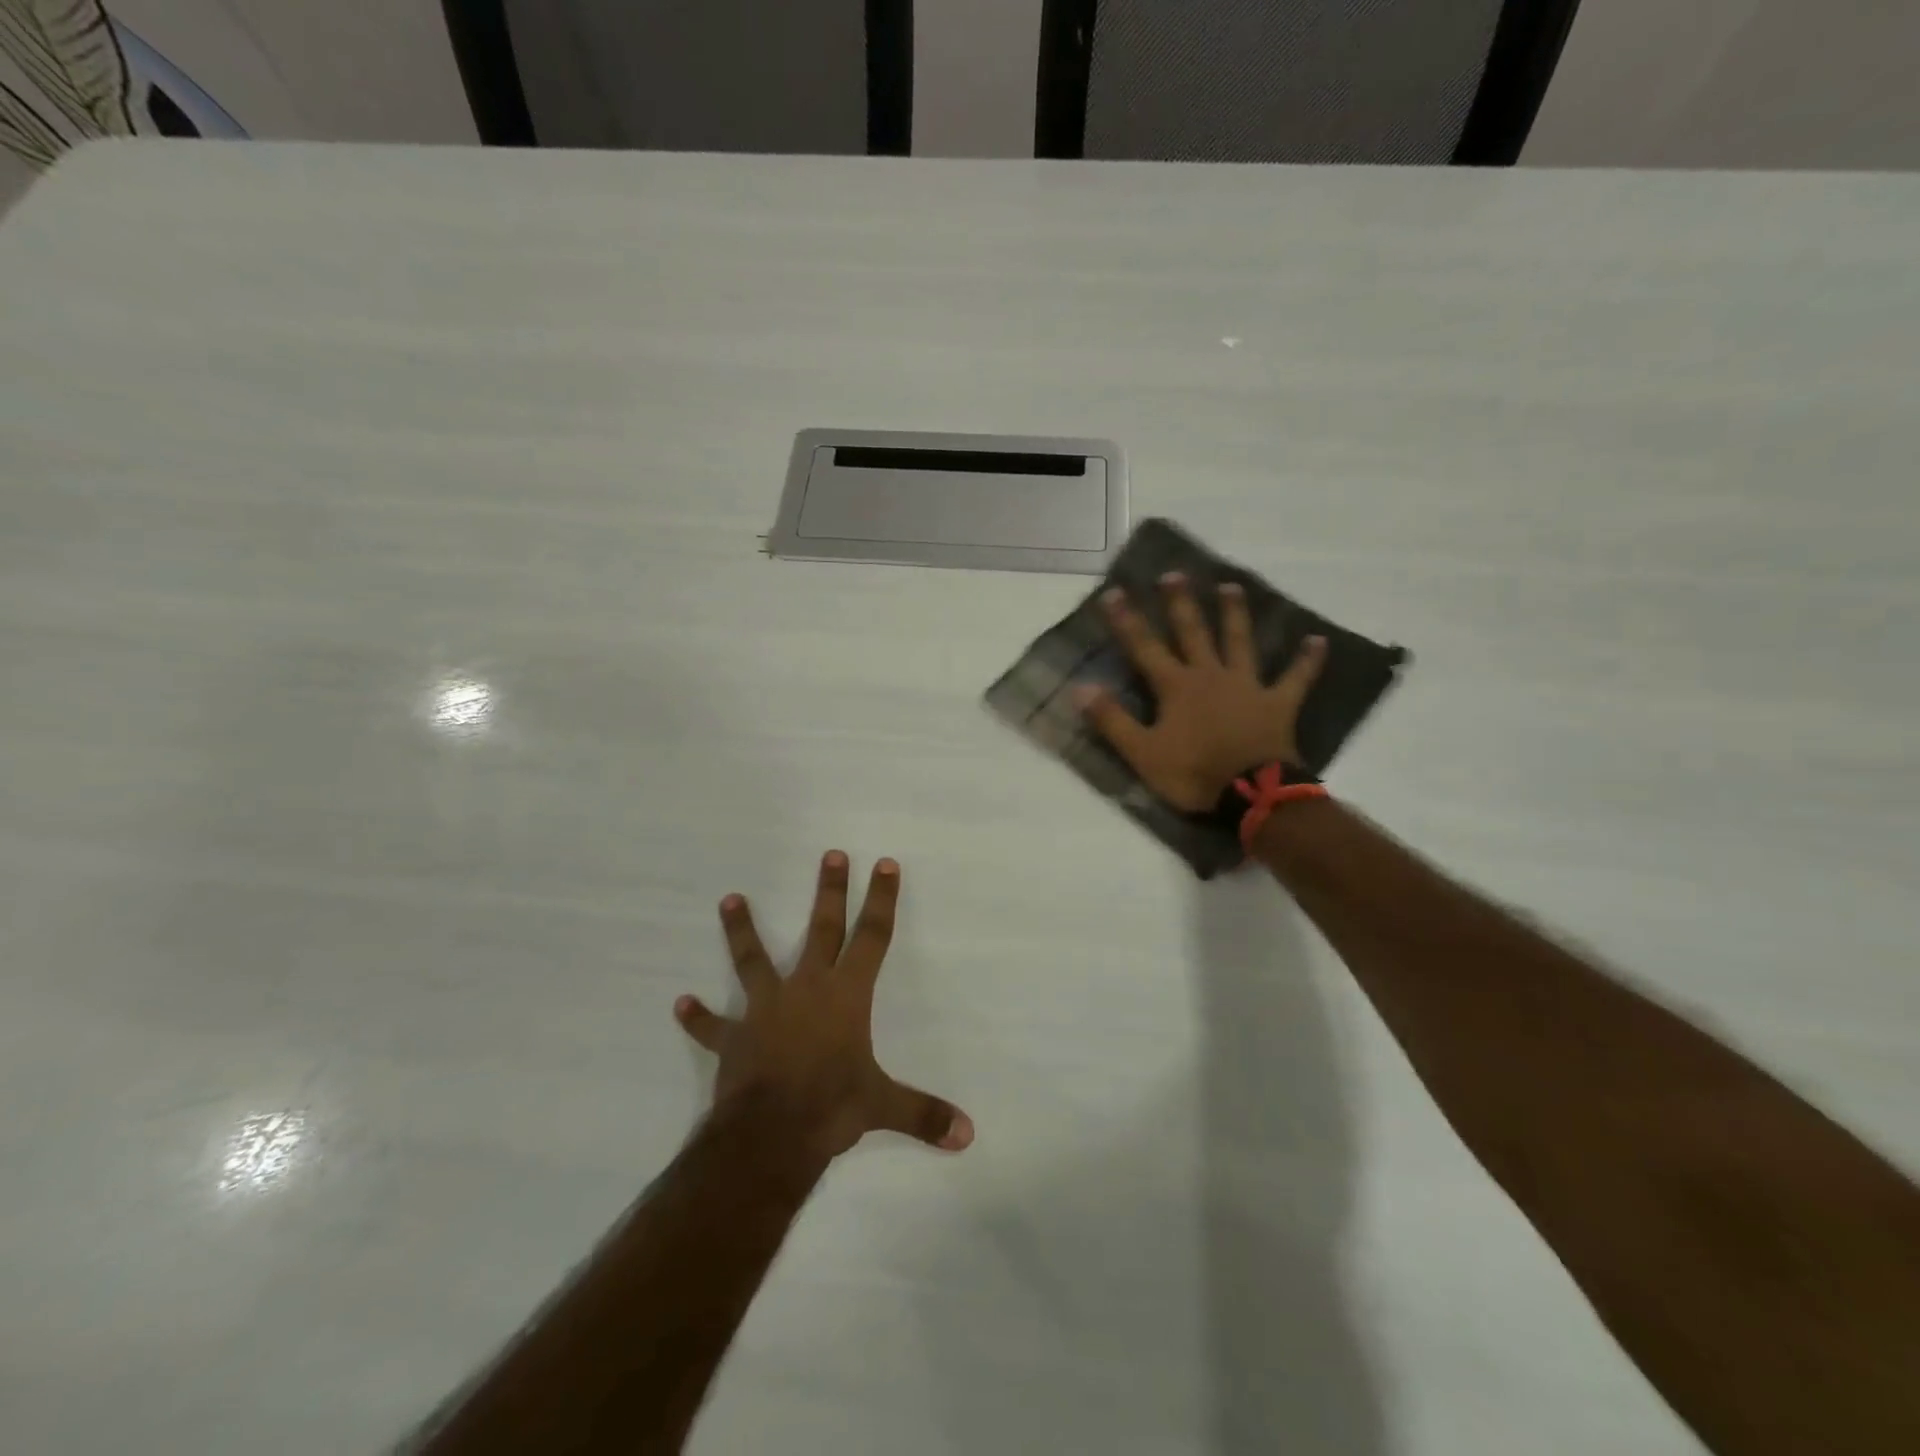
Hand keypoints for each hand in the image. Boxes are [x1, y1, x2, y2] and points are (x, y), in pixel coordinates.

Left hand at [673, 852, 973, 1160]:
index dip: (881, 900)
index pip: (872, 937)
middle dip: (829, 892)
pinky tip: (681, 1004)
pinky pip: (713, 1027)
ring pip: (753, 960)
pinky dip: (698, 1017)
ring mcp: (766, 1010)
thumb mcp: (883, 1106)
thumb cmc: (832, 1107)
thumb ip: (925, 1114)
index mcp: (846, 996)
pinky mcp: (734, 1038)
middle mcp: (807, 990)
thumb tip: (969, 1134)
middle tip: (829, 855)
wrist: (770, 1135)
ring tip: (730, 899)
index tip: (884, 864)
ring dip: (742, 930)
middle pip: (822, 930)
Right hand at [1075, 573, 1326, 812]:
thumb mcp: (1142, 753)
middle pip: (1193, 632)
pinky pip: (1296, 678)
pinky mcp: (1278, 704)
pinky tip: (1318, 641)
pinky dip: (1307, 661)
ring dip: (1234, 614)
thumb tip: (1080, 688)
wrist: (1253, 794)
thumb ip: (1112, 720)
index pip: (1144, 647)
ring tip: (1231, 587)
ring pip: (1240, 642)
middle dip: (1181, 604)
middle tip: (1174, 575)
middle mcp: (1210, 675)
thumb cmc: (1193, 773)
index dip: (1127, 621)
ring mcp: (1247, 686)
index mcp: (1176, 687)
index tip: (1114, 592)